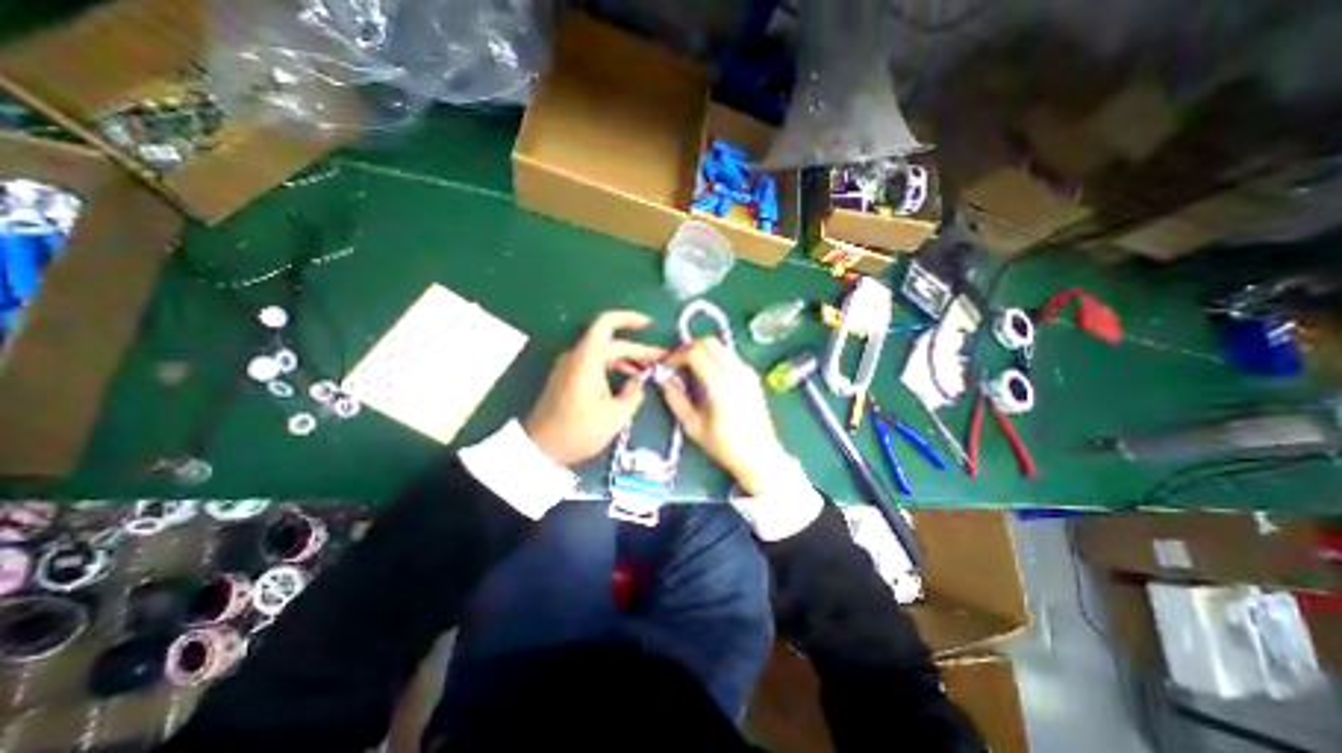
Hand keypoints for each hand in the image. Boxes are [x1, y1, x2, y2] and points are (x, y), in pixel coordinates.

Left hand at [528, 308, 666, 463]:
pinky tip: (628, 381)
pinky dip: (614, 368)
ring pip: (604, 354)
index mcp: (587, 358)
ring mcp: (570, 366)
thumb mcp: (616, 415)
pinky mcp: (568, 378)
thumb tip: (638, 383)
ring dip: (627, 359)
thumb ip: (634, 394)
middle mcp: (577, 356)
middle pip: (611, 342)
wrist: (541, 448)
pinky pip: (595, 364)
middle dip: (638, 349)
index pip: (607, 323)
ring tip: (648, 371)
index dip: (630, 319)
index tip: (650, 325)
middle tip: (660, 359)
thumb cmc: (579, 430)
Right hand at [658, 335, 795, 492]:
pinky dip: (715, 357)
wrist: (759, 455)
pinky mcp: (753, 375)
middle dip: (689, 347)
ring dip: (703, 350)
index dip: (677, 355)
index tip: (667, 365)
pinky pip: (730, 355)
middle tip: (677, 363)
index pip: (696, 353)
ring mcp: (747, 372)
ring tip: (690, 368)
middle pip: (710, 342)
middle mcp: (736, 373)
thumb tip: (662, 378)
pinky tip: (708, 375)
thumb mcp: (692, 426)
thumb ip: (675, 399)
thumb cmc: (724, 446)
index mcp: (720, 386)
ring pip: (721, 346)